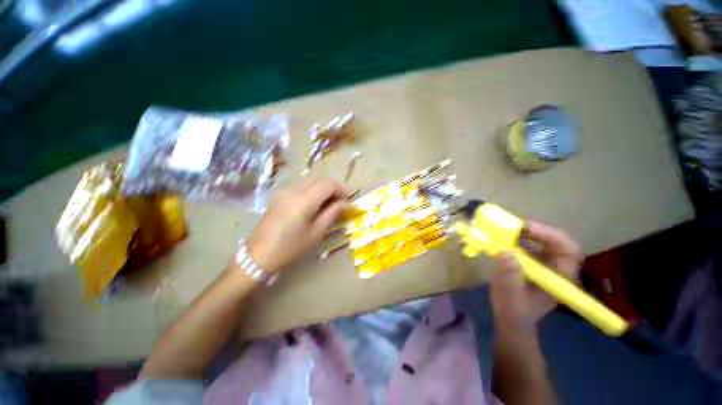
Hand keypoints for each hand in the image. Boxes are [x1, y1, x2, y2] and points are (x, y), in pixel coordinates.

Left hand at [246, 177, 347, 273]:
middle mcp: (294, 190)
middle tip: (338, 201)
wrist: (260, 254)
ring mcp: (284, 190)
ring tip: (326, 203)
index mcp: (304, 200)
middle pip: (319, 177)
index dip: (341, 189)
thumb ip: (332, 213)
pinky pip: (300, 185)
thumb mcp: (316, 232)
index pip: (328, 184)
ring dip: (321, 187)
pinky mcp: (278, 194)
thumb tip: (345, 203)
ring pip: (309, 180)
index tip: (347, 200)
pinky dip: (311, 190)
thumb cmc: (291, 247)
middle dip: (332, 186)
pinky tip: (311, 204)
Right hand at [490, 222, 581, 336]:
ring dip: (525, 234)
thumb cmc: (513, 311)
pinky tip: (504, 240)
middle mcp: (556, 269)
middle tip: (514, 227)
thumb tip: (505, 251)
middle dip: (536, 232)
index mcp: (560, 279)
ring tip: (506, 231)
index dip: (552, 237)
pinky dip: (517, 240)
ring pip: (542, 243)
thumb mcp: (510, 295)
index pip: (569, 251)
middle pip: (555, 243)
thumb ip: (510, 276)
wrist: (510, 320)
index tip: (528, 230)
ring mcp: (545, 266)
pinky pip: (529, 246)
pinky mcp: (532, 264)